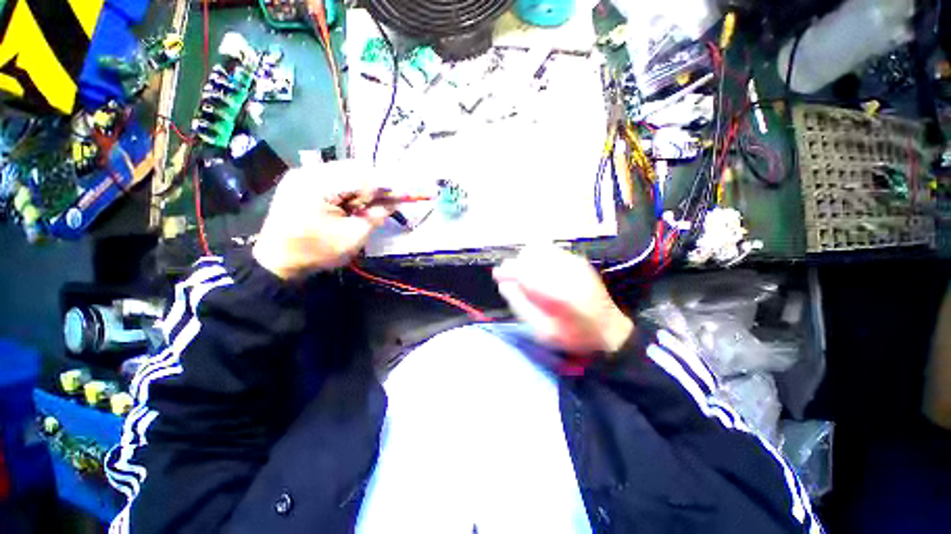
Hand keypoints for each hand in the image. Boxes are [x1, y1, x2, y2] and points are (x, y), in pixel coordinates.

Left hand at [252, 162, 393, 279]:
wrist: (277, 262)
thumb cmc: (316, 252)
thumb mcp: (353, 237)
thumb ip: (376, 215)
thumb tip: (396, 201)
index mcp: (318, 185)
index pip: (362, 176)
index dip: (386, 186)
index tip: (404, 195)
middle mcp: (308, 171)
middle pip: (354, 169)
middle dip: (374, 186)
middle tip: (384, 204)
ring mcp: (302, 174)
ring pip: (345, 172)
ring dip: (362, 188)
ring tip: (364, 208)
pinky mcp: (301, 181)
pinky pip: (334, 178)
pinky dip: (349, 189)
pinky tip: (350, 205)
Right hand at [493, 245, 633, 354]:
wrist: (608, 328)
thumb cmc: (573, 335)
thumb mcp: (542, 331)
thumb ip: (521, 306)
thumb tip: (504, 285)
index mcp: (556, 291)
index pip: (523, 270)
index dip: (506, 271)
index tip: (497, 276)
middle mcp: (564, 270)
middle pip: (529, 254)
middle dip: (516, 265)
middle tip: (513, 280)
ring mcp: (573, 262)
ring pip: (539, 247)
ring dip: (527, 259)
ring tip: (527, 275)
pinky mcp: (577, 259)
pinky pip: (550, 248)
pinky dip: (539, 256)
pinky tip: (540, 270)